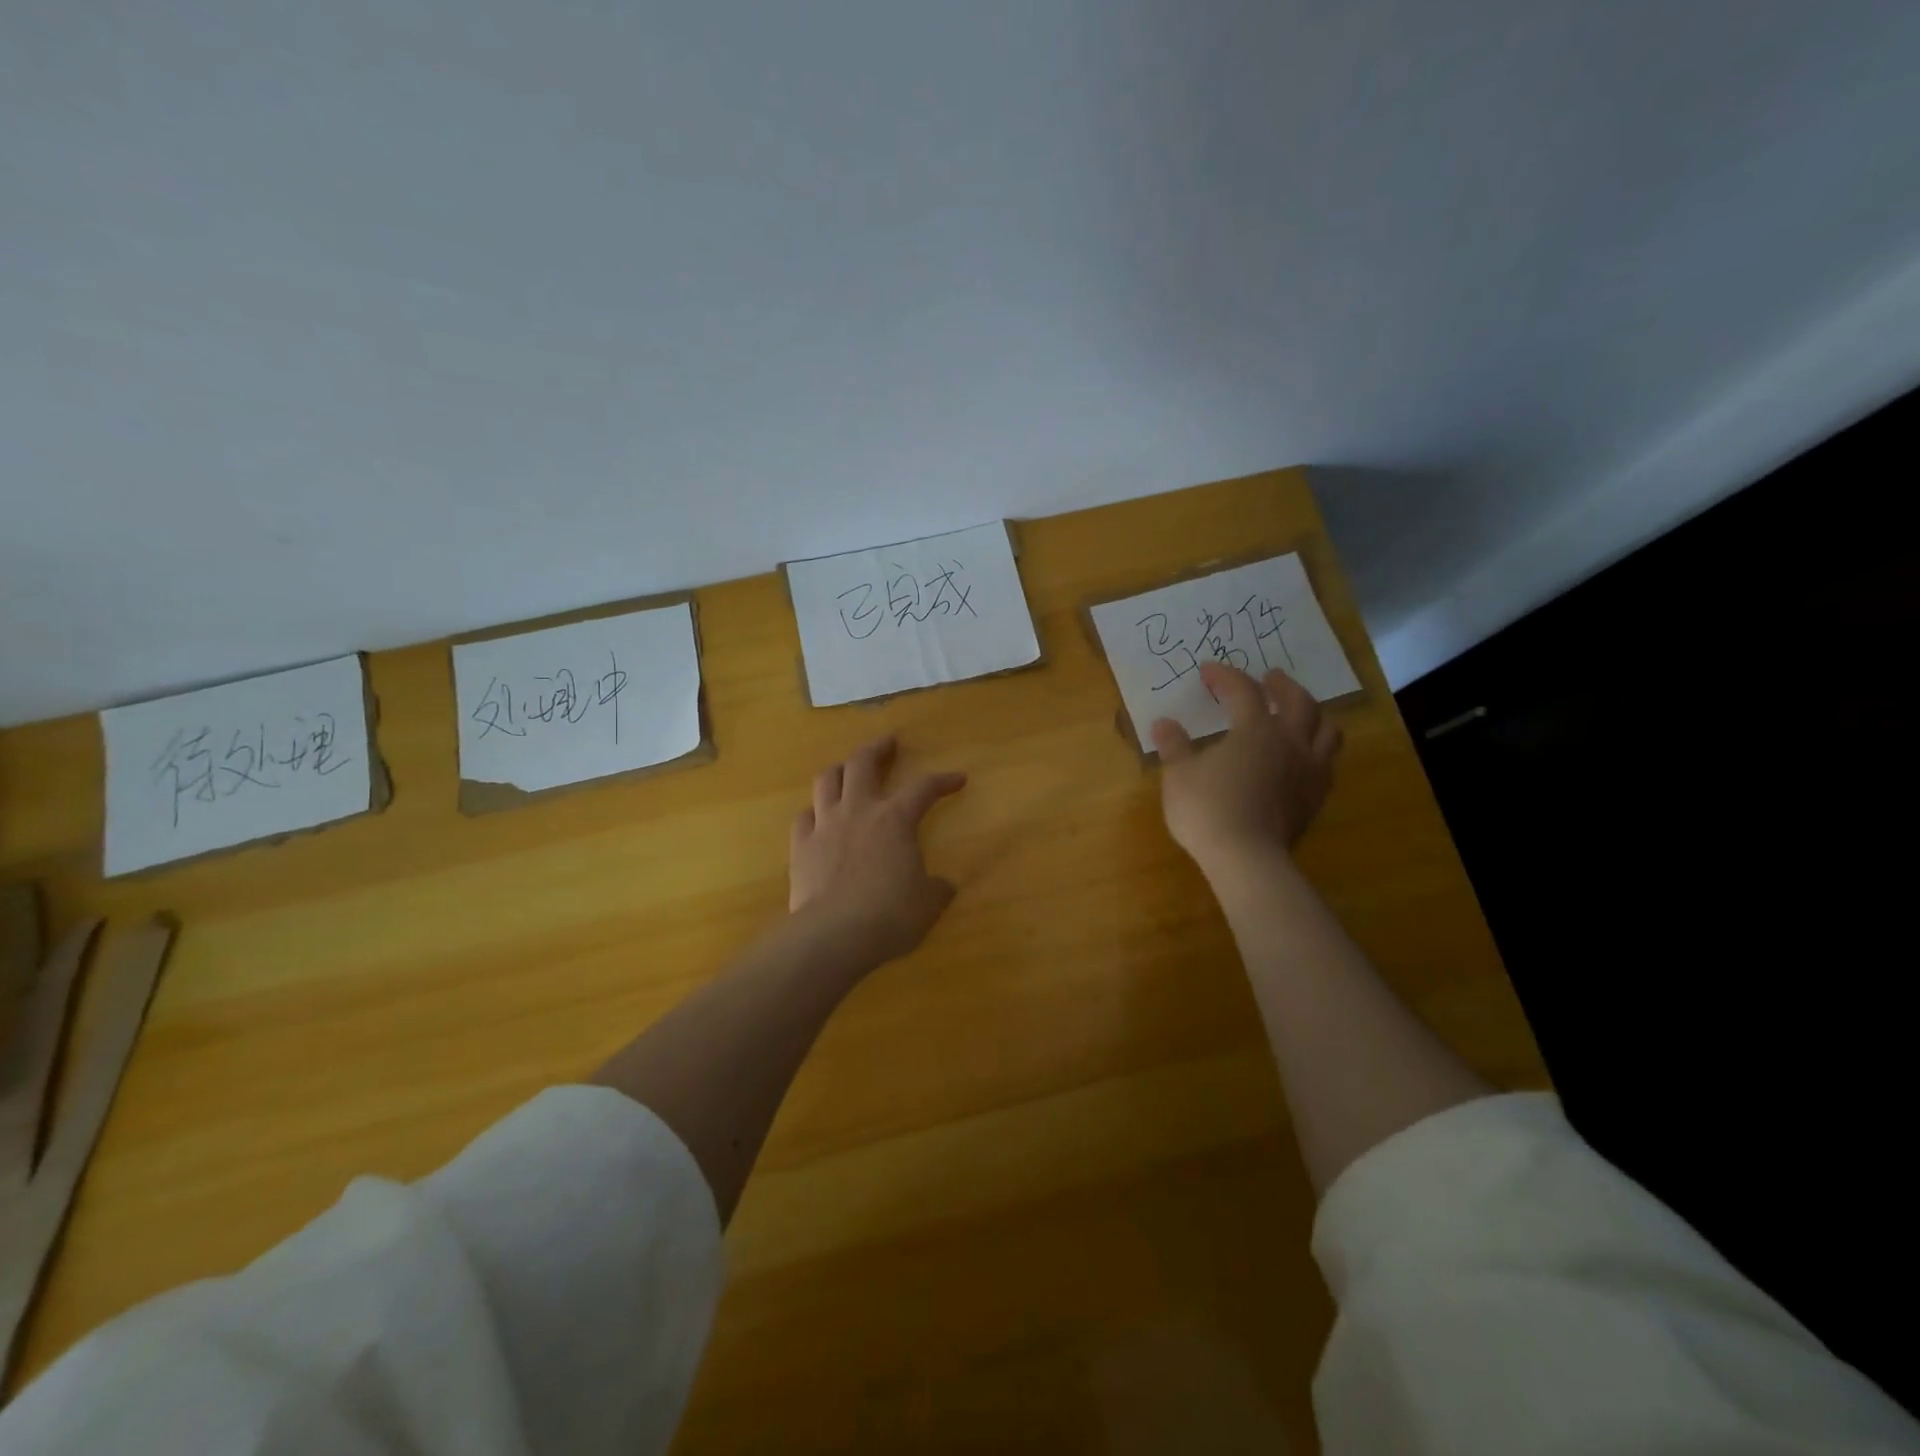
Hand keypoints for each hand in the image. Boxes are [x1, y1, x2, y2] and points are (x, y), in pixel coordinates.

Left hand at [789, 736, 967, 968]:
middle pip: (862, 763)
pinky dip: (814, 811)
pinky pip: (803, 817)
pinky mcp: (800, 847)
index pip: (924, 788)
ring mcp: (825, 826)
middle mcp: (858, 811)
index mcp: (895, 819)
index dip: (943, 781)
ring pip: (827, 780)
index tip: (958, 779)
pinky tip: (818, 817)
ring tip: (847, 769)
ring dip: (839, 769)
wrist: (834, 935)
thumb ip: (937, 888)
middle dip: (878, 748)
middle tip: (888, 742)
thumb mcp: (928, 904)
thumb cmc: (890, 915)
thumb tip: (944, 885)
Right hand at [1150, 662, 1343, 869]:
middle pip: (1298, 701)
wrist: (1246, 858)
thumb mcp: (1179, 775)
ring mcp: (1308, 770)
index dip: (1225, 677)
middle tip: (1270, 678)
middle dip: (1282, 685)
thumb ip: (1174, 746)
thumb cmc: (1207, 810)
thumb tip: (1163, 724)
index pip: (1243, 691)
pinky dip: (1318, 748)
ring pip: (1327, 730)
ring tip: (1300, 712)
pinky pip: (1327, 762)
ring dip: (1313, 714)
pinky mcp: (1315, 797)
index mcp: (1255, 730)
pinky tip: (1304, 756)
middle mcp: (1289, 742)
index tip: (1207, 671)